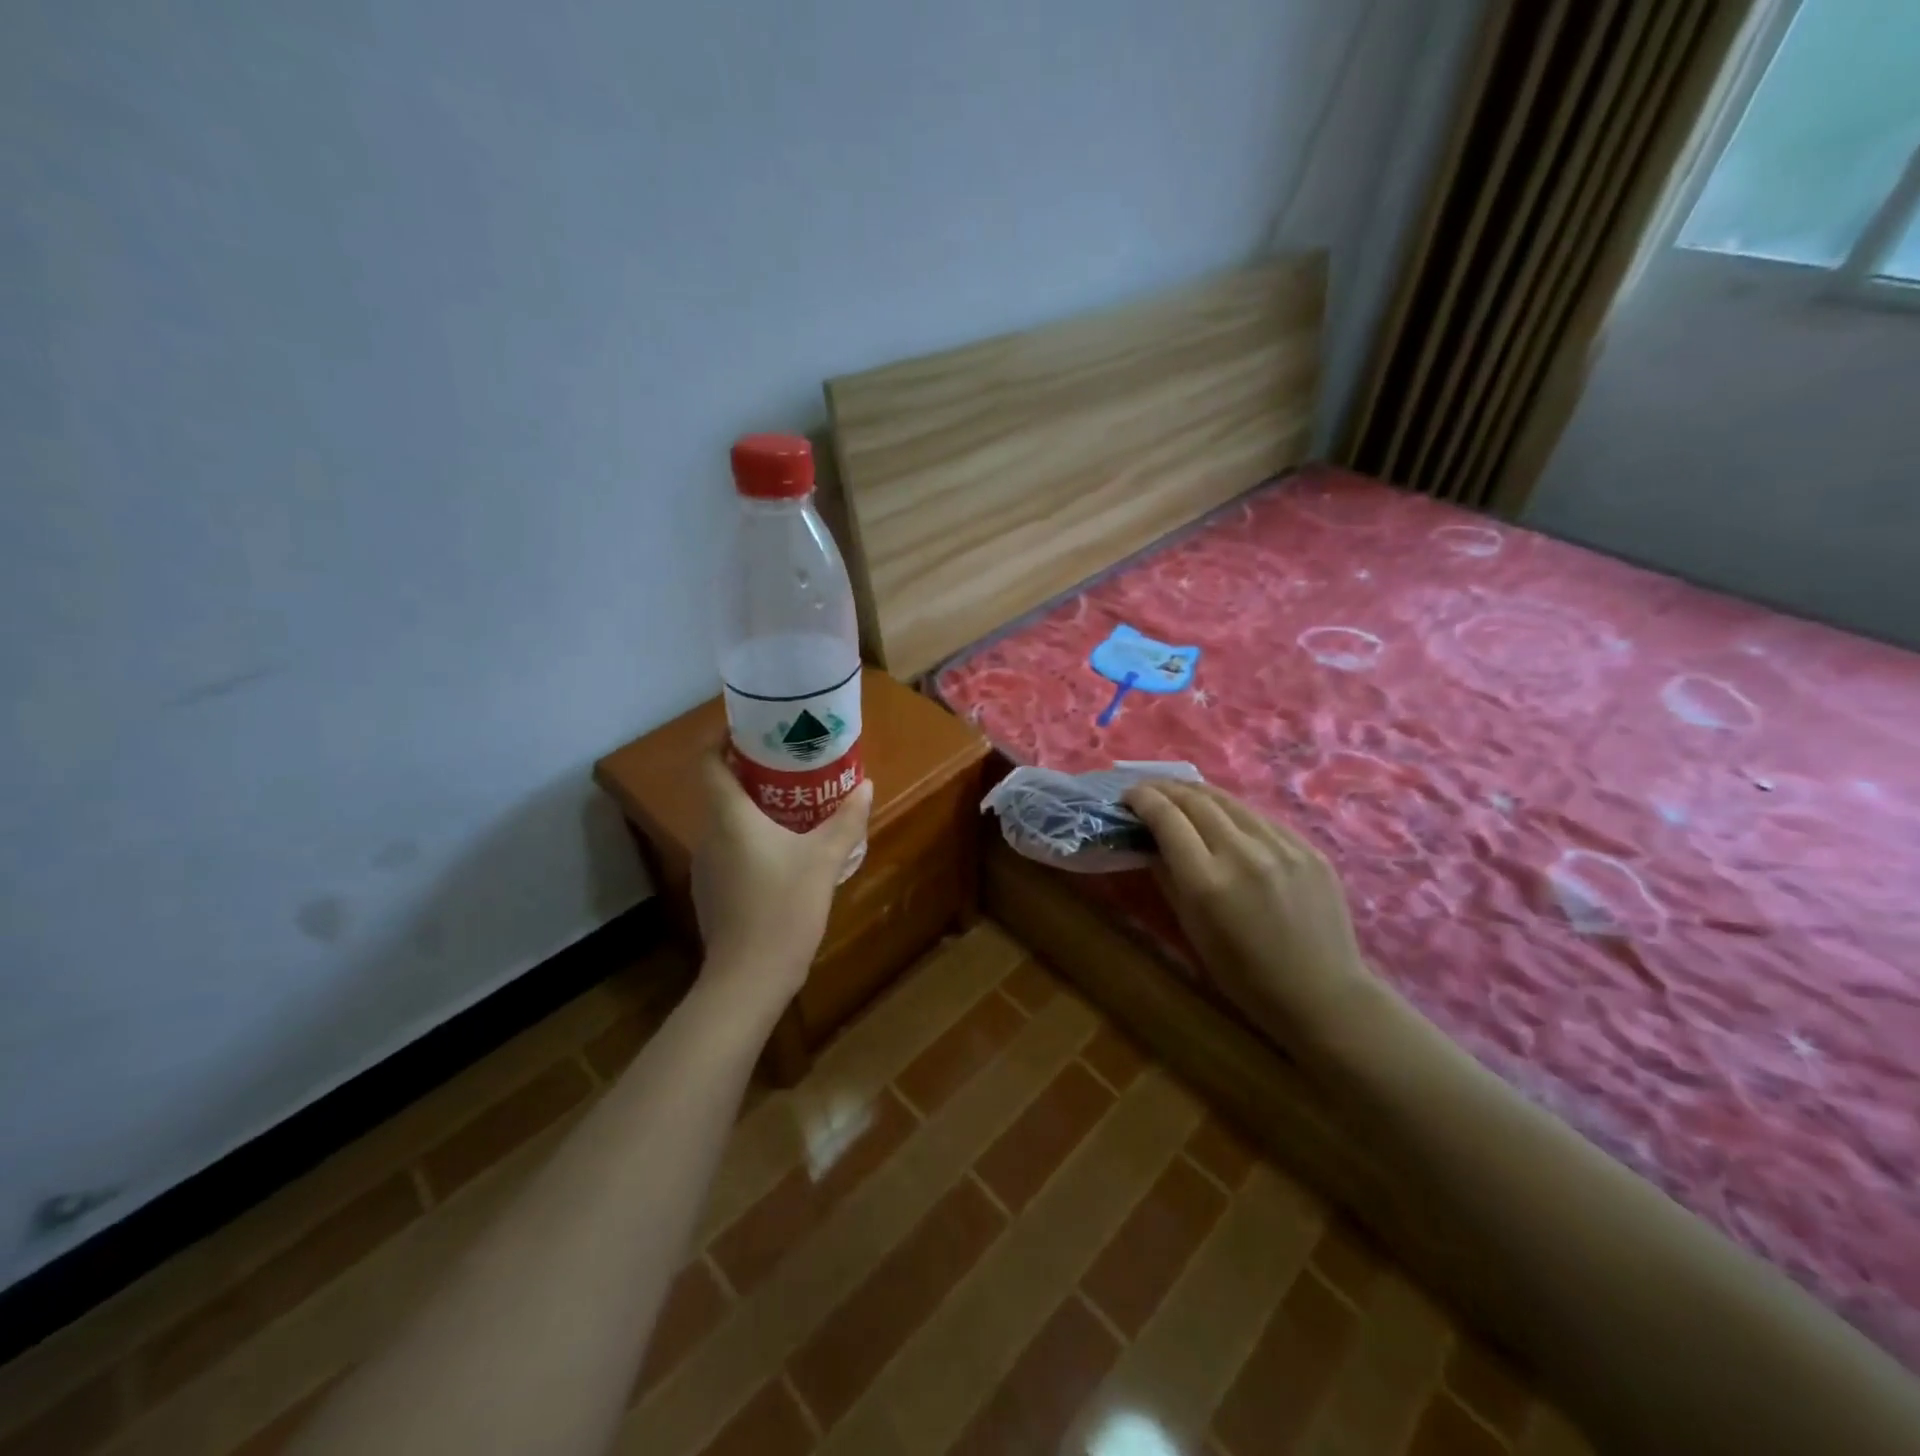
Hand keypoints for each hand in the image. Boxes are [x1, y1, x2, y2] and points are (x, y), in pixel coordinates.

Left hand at [691, 749, 872, 1004]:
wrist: (748, 978)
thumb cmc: (784, 908)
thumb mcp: (824, 860)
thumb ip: (846, 820)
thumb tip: (865, 786)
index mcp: (729, 817)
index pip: (708, 763)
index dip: (720, 739)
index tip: (749, 728)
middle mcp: (709, 835)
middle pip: (721, 791)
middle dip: (752, 773)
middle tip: (791, 765)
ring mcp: (706, 867)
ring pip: (727, 823)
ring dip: (754, 809)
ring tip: (794, 806)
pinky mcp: (712, 893)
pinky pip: (730, 850)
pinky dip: (751, 840)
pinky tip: (783, 854)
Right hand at [1124, 780, 1372, 1047]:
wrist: (1322, 995)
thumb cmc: (1244, 975)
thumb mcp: (1191, 928)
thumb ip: (1168, 877)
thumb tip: (1148, 841)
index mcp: (1207, 881)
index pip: (1167, 818)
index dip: (1143, 799)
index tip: (1128, 795)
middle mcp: (1243, 853)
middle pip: (1196, 799)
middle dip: (1165, 789)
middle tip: (1148, 790)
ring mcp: (1281, 846)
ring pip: (1230, 800)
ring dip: (1198, 793)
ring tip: (1181, 795)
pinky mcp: (1308, 847)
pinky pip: (1260, 818)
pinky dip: (1233, 813)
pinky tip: (1225, 820)